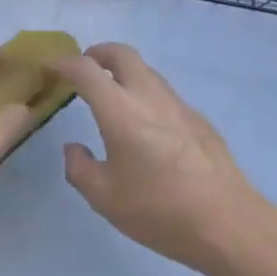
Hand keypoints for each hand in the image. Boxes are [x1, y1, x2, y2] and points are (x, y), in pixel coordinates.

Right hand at [52, 43, 263, 273]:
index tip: (49, 66)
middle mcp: (150, 97)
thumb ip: (79, 168)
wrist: (227, 222)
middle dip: (97, 53)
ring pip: (146, 71)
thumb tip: (74, 149)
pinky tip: (145, 127)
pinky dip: (145, 94)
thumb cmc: (159, 211)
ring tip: (111, 97)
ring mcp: (179, 105)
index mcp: (120, 111)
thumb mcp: (104, 198)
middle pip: (122, 53)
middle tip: (82, 69)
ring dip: (123, 72)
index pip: (86, 70)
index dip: (63, 63)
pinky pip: (164, 93)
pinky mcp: (198, 119)